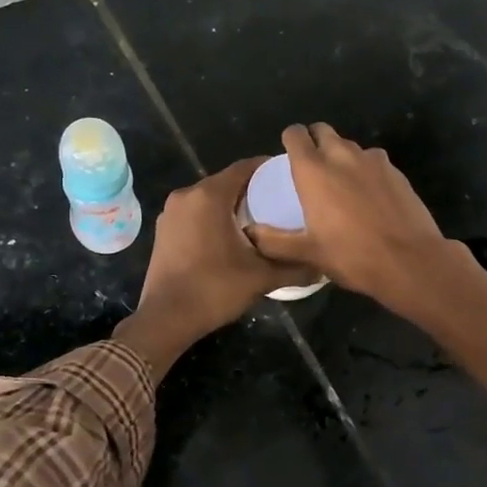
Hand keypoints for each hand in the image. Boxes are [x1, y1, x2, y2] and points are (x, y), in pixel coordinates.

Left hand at [115, 158, 316, 377]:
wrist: (166, 318)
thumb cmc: (215, 289)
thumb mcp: (261, 278)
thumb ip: (294, 267)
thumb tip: (323, 267)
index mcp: (209, 196)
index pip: (244, 167)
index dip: (268, 169)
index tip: (289, 177)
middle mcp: (186, 195)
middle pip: (226, 181)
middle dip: (252, 189)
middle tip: (279, 201)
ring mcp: (170, 213)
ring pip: (208, 198)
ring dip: (231, 205)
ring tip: (258, 220)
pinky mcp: (163, 230)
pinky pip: (194, 213)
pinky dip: (212, 218)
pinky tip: (230, 236)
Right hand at [245, 123, 453, 308]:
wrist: (410, 261)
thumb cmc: (352, 256)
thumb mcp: (307, 253)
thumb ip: (274, 241)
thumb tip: (250, 233)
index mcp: (313, 170)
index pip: (295, 134)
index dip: (290, 140)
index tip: (289, 156)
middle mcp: (342, 156)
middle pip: (323, 131)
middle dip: (315, 141)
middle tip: (312, 168)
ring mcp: (373, 161)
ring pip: (350, 146)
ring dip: (341, 156)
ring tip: (340, 184)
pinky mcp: (396, 171)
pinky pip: (373, 161)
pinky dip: (365, 170)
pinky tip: (368, 196)